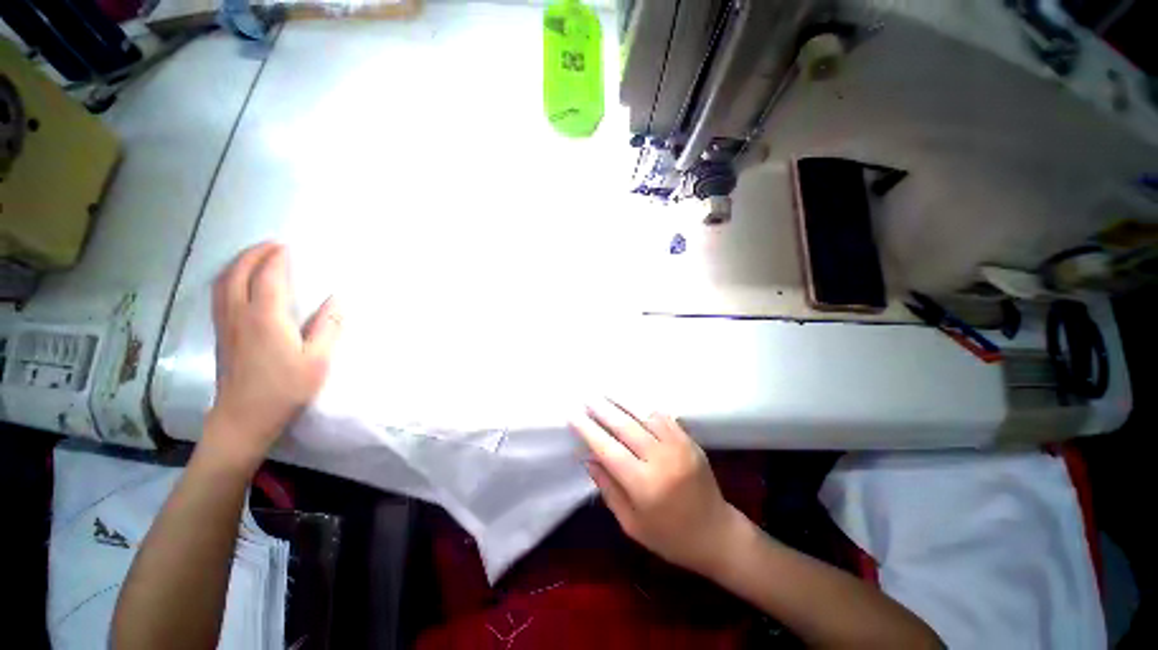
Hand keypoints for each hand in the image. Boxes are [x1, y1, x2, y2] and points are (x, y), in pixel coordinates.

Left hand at [204, 242, 341, 467]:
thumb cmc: (285, 389)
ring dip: (238, 264)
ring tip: (255, 257)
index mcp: (266, 318)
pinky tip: (239, 283)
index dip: (278, 259)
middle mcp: (240, 315)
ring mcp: (225, 324)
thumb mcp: (317, 360)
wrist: (244, 418)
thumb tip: (339, 298)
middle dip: (253, 254)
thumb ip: (328, 326)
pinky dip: (228, 279)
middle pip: (238, 273)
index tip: (289, 246)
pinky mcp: (221, 335)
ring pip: (222, 282)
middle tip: (272, 245)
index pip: (269, 277)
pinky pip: (219, 295)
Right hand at [569, 399, 746, 575]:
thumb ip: (608, 489)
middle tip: (587, 397)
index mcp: (645, 486)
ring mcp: (679, 447)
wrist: (716, 534)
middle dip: (602, 409)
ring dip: (623, 402)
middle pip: (625, 426)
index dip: (589, 430)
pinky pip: (664, 418)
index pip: (609, 450)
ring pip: (645, 416)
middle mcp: (662, 460)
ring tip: (605, 392)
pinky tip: (633, 402)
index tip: (573, 415)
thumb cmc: (669, 537)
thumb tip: (588, 458)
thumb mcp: (631, 523)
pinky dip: (645, 408)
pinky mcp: (690, 441)